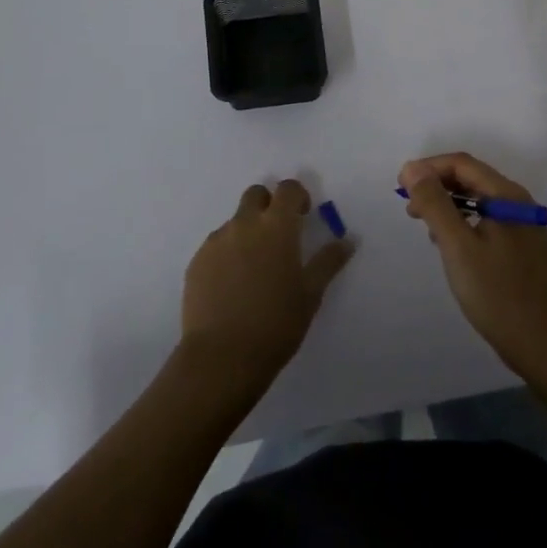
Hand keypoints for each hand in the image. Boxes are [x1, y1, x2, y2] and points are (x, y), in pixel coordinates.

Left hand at [180, 179, 352, 389]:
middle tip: (278, 236)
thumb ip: (329, 261)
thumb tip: (349, 240)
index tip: (303, 217)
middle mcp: (245, 224)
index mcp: (277, 226)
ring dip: (247, 232)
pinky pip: (216, 245)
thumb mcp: (310, 294)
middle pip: (256, 195)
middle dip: (268, 205)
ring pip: (235, 221)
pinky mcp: (197, 261)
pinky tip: (232, 286)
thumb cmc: (276, 324)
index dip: (297, 197)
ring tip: (254, 270)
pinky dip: (227, 254)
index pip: (288, 189)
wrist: (222, 358)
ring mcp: (217, 241)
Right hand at [400, 153, 546, 380]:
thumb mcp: (458, 246)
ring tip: (425, 227)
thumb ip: (435, 204)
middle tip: (410, 208)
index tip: (401, 186)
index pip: (462, 164)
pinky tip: (450, 246)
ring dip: (448, 205)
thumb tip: (412, 169)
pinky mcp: (521, 249)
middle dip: (437, 186)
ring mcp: (522, 226)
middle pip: (471, 178)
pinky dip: (463, 223)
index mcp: (507, 195)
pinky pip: (486, 221)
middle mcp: (518, 203)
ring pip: (478, 201)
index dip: (428, 168)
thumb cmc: (499, 294)